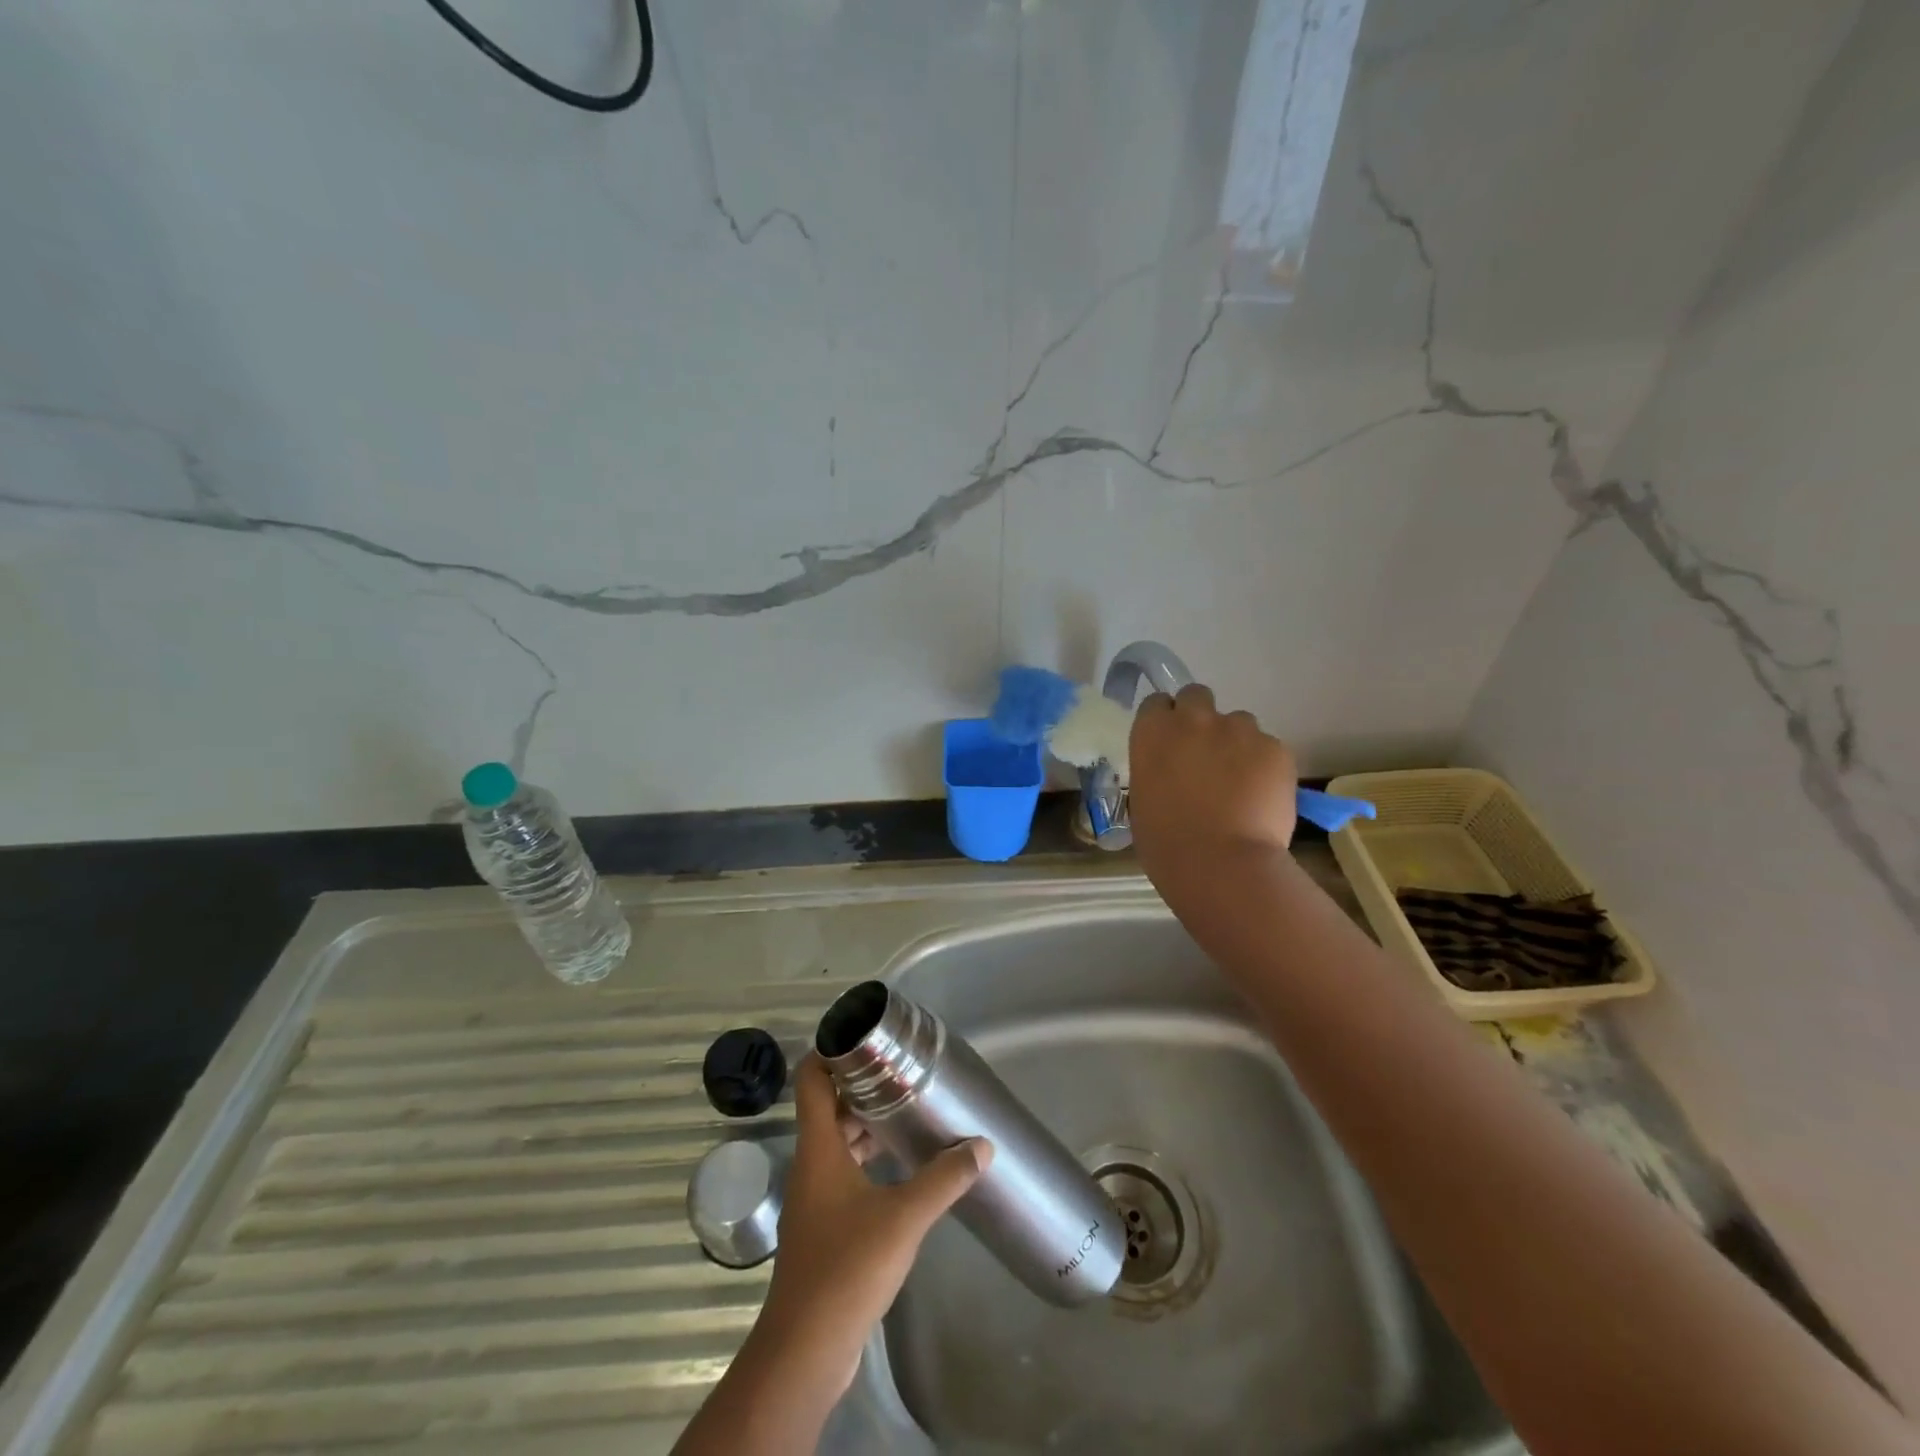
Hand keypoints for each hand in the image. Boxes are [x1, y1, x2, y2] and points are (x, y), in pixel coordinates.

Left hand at [754, 1058, 991, 1395]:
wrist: (807, 1349)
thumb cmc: (847, 1266)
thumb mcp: (904, 1216)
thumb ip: (944, 1178)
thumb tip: (982, 1146)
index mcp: (818, 1148)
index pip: (811, 1080)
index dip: (829, 1052)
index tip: (864, 1037)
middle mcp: (811, 1165)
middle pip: (828, 1109)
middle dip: (860, 1087)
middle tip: (901, 1071)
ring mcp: (814, 1198)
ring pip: (837, 1143)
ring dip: (866, 1125)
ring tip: (907, 1111)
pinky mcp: (824, 1227)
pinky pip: (844, 1173)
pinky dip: (867, 1159)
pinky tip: (900, 1166)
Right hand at [1129, 683, 1298, 891]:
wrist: (1222, 864)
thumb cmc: (1166, 843)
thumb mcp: (1143, 800)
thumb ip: (1157, 771)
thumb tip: (1173, 774)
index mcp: (1153, 732)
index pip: (1156, 703)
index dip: (1164, 721)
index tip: (1169, 743)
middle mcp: (1194, 719)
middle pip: (1197, 696)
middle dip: (1200, 718)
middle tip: (1204, 753)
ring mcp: (1239, 729)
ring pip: (1238, 722)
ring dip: (1235, 742)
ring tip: (1239, 782)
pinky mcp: (1276, 748)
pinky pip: (1268, 748)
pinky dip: (1265, 766)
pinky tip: (1262, 797)